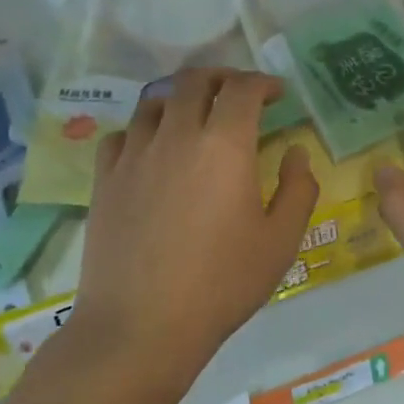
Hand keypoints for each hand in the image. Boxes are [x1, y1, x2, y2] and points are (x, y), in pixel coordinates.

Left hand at [69, 69, 319, 384]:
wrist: (142, 325)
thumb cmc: (222, 284)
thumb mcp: (280, 242)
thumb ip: (298, 189)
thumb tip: (296, 153)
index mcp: (224, 145)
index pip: (242, 89)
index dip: (263, 83)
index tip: (276, 94)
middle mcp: (176, 135)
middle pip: (193, 81)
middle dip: (221, 78)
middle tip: (238, 93)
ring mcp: (134, 155)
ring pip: (154, 101)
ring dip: (180, 98)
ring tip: (194, 115)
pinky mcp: (105, 179)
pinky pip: (123, 134)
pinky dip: (144, 129)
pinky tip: (152, 149)